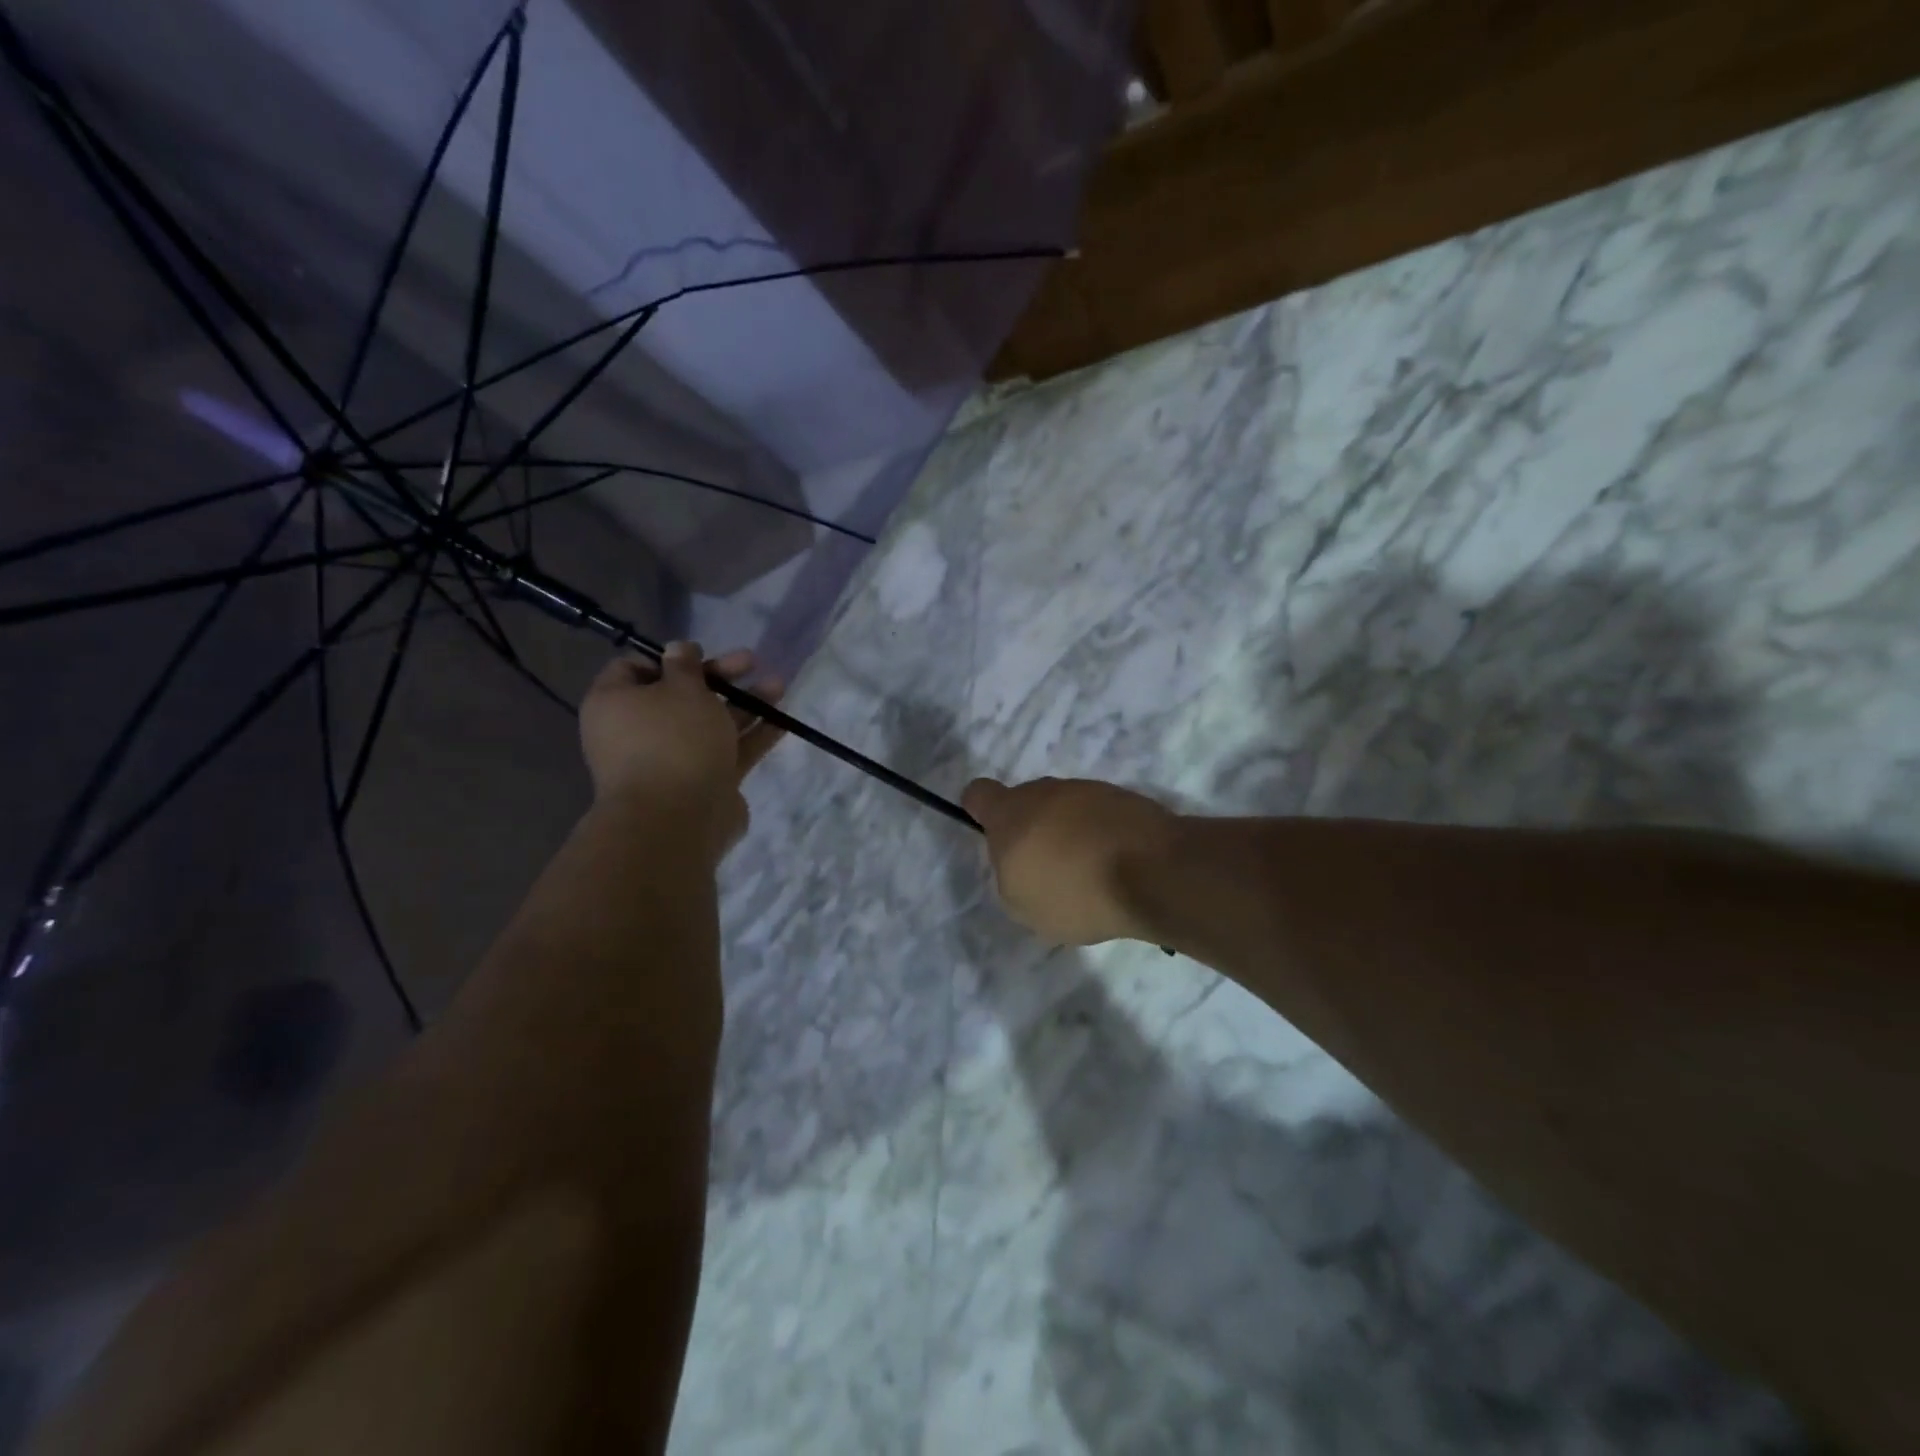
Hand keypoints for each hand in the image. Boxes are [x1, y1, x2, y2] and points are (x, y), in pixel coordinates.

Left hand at [580, 643, 785, 857]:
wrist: (679, 819)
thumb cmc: (673, 740)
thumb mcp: (682, 688)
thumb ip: (685, 665)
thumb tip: (678, 648)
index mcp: (616, 704)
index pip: (633, 669)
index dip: (669, 658)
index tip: (701, 654)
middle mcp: (639, 732)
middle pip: (681, 696)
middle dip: (720, 678)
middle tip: (751, 662)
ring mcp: (673, 760)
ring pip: (711, 723)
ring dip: (745, 703)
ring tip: (779, 686)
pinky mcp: (703, 783)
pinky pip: (728, 751)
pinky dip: (753, 735)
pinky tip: (783, 721)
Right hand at [962, 777, 1178, 945]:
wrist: (1154, 872)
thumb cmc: (1074, 892)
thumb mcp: (1022, 905)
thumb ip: (1010, 876)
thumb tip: (1023, 861)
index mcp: (1010, 813)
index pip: (979, 794)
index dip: (980, 812)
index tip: (995, 839)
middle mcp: (1046, 791)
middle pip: (1027, 803)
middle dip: (1033, 831)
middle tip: (1049, 871)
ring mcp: (1089, 790)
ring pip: (1066, 809)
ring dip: (1070, 834)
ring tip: (1091, 875)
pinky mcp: (1125, 798)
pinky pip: (1100, 817)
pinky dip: (1102, 837)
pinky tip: (1118, 868)